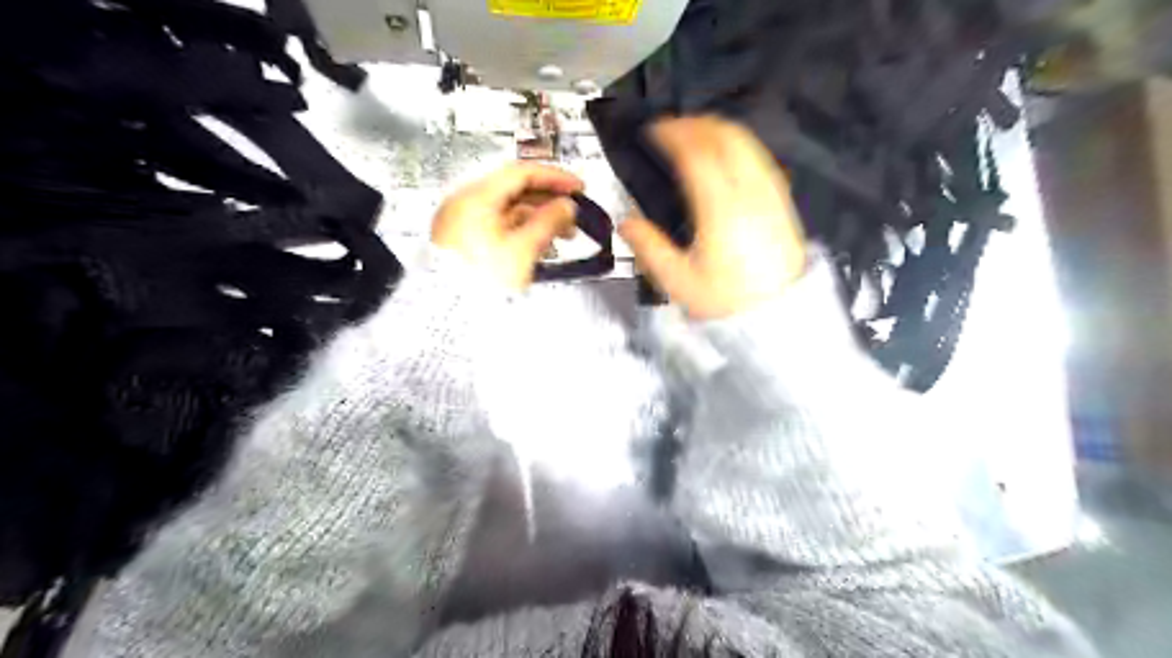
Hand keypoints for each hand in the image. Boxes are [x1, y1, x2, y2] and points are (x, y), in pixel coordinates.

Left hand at [432, 161, 582, 288]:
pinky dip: (524, 230)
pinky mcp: (467, 240)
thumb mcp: (523, 249)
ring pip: (510, 210)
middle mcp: (467, 203)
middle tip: (575, 213)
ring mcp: (464, 222)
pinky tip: (543, 243)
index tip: (578, 188)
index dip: (554, 177)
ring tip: (566, 234)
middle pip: (515, 190)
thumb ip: (549, 222)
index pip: (521, 173)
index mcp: (477, 197)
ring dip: (540, 217)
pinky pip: (501, 226)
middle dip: (549, 201)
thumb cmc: (484, 279)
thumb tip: (567, 207)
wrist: (451, 311)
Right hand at [622, 115, 807, 319]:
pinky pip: (761, 158)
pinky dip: (739, 146)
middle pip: (726, 137)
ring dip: (718, 130)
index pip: (697, 154)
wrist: (777, 316)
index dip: (673, 134)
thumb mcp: (680, 282)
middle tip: (671, 128)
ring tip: (694, 136)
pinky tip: (726, 157)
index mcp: (721, 209)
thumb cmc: (726, 301)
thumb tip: (626, 223)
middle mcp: (749, 193)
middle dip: (696, 124)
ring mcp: (770, 194)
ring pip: (747, 143)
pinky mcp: (781, 202)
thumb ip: (650, 248)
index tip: (653, 130)